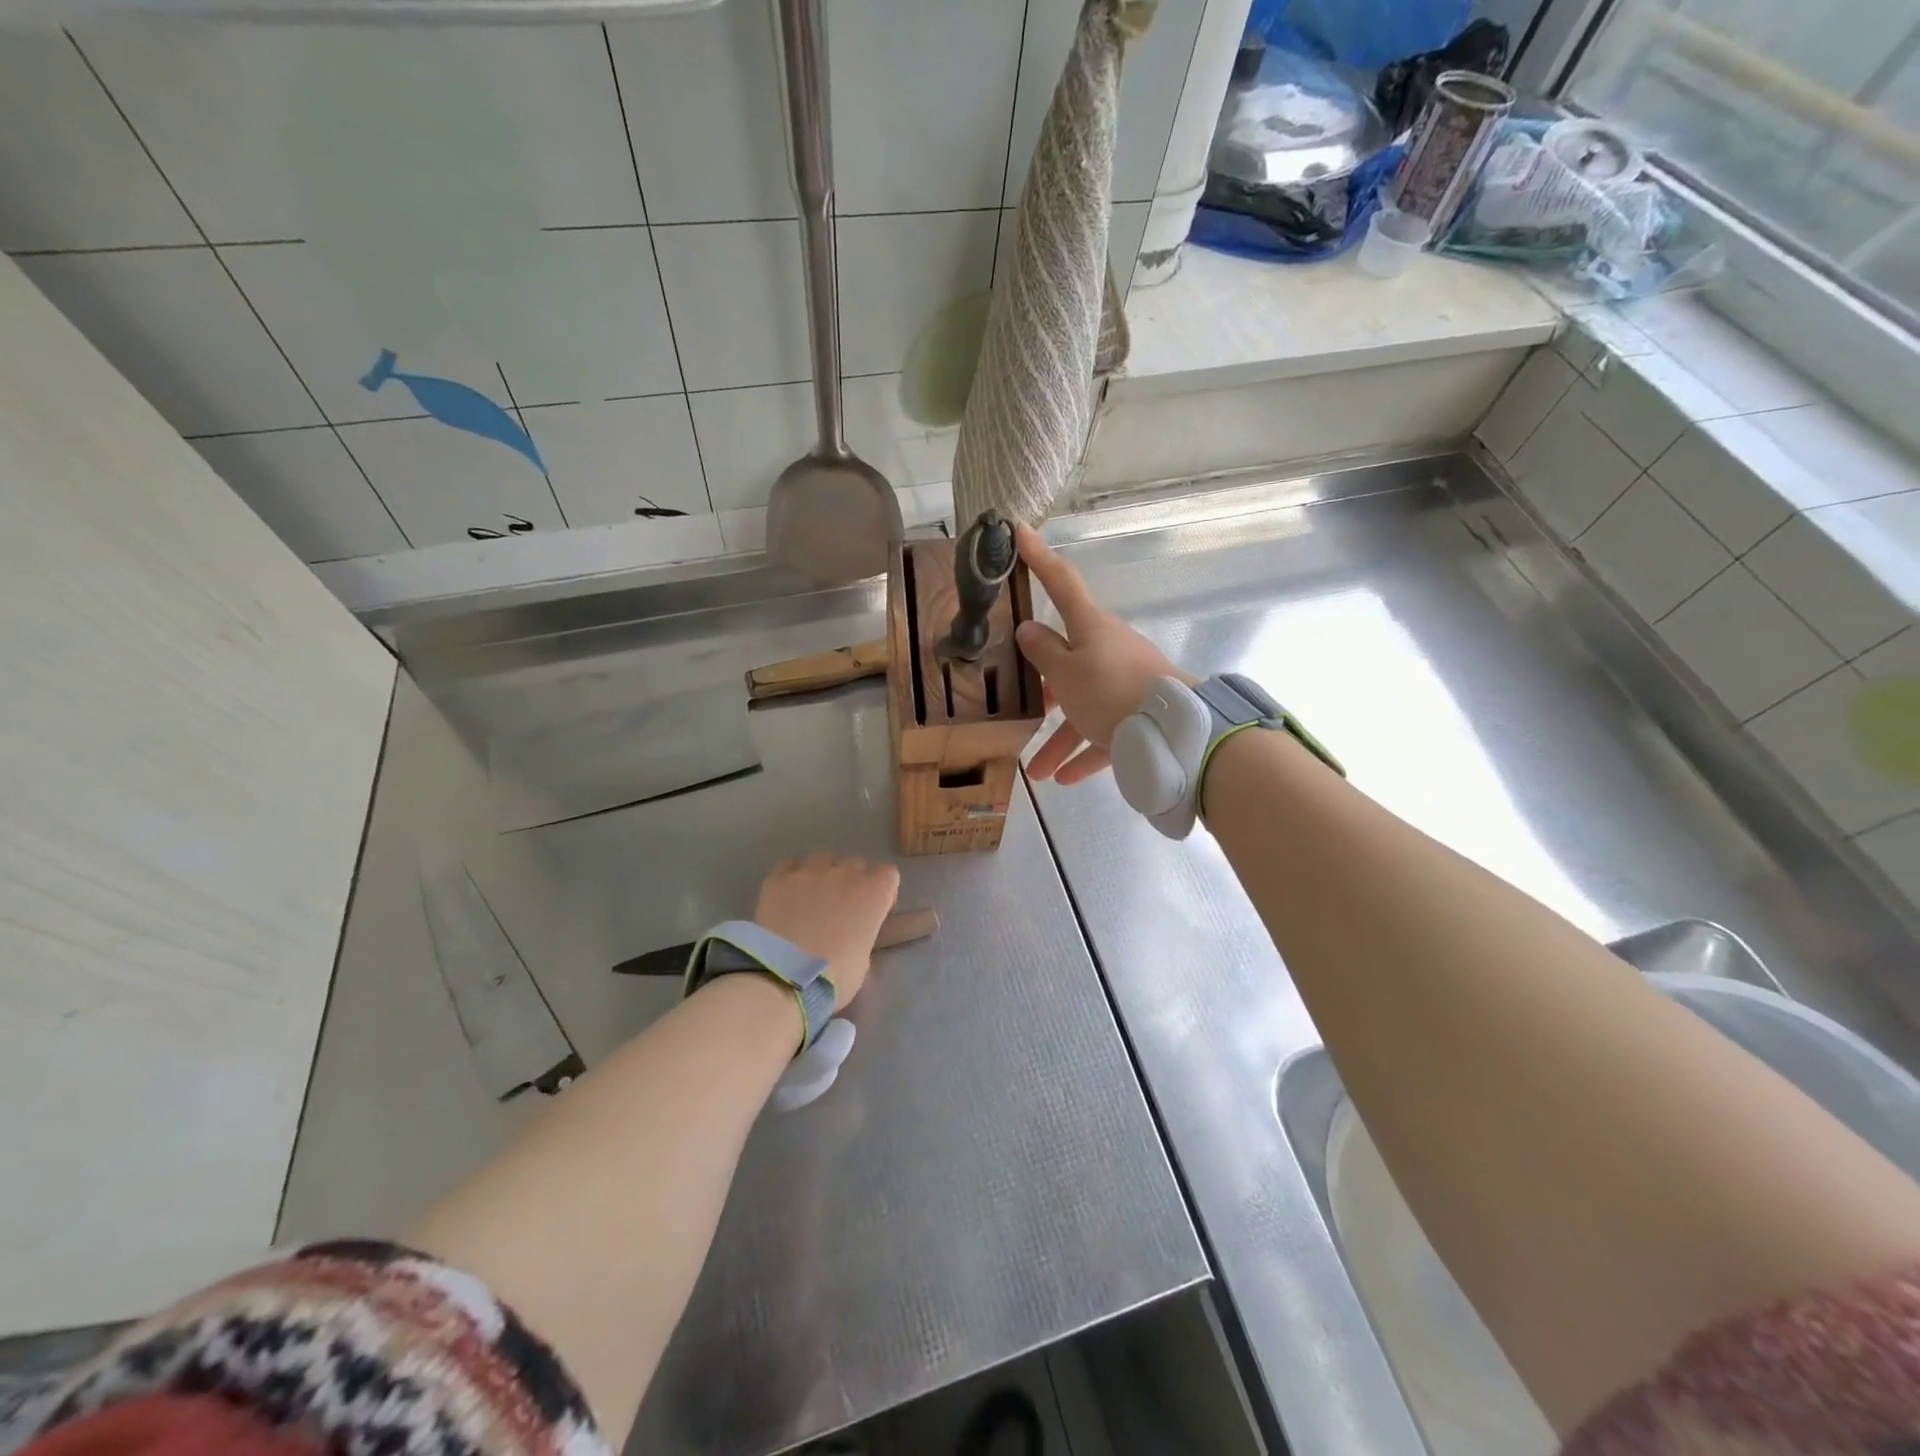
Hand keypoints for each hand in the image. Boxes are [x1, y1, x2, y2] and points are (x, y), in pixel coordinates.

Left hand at [753, 851, 899, 1009]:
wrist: (784, 976)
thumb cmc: (834, 977)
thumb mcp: (862, 963)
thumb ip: (862, 939)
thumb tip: (852, 940)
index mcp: (874, 894)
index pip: (888, 875)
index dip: (882, 892)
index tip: (873, 911)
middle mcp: (845, 874)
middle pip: (855, 865)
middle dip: (851, 882)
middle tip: (840, 909)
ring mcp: (810, 872)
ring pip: (822, 859)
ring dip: (821, 874)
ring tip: (810, 898)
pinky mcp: (779, 879)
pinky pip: (789, 866)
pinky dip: (790, 878)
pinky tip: (786, 896)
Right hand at [1015, 526, 1194, 784]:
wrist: (1174, 732)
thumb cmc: (1108, 692)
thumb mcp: (1065, 673)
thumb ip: (1043, 652)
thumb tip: (1029, 630)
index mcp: (1090, 627)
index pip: (1060, 581)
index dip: (1038, 557)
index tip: (1019, 531)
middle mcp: (1109, 648)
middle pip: (1069, 660)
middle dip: (1044, 687)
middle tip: (1021, 704)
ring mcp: (1126, 682)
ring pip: (1083, 706)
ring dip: (1060, 738)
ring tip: (1039, 770)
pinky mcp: (1140, 715)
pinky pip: (1105, 732)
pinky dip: (1086, 753)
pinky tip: (1066, 778)